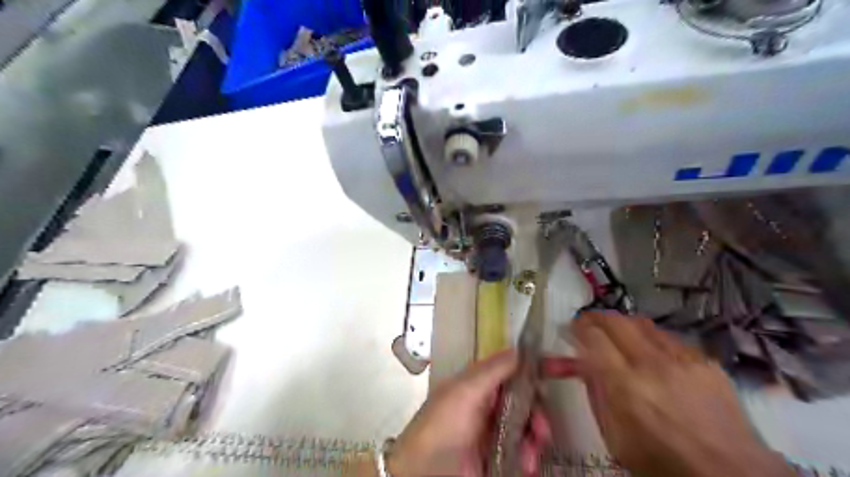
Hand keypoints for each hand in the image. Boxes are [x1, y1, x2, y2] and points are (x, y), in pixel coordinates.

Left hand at [387, 351, 554, 475]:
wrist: (427, 474)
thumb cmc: (442, 427)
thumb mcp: (464, 391)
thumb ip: (493, 369)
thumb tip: (520, 350)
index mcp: (479, 383)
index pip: (514, 367)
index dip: (539, 365)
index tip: (567, 367)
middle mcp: (490, 403)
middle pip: (528, 398)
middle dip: (539, 412)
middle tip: (541, 429)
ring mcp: (496, 430)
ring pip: (530, 425)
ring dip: (536, 438)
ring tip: (530, 453)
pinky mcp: (501, 456)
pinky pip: (526, 451)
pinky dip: (531, 457)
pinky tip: (525, 466)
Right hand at [571, 311, 796, 475]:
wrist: (731, 474)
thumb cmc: (663, 462)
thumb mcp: (615, 438)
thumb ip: (596, 395)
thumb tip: (584, 365)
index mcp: (625, 387)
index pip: (594, 338)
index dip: (579, 328)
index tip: (572, 328)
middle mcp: (652, 365)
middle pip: (616, 321)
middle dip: (596, 317)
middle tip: (587, 322)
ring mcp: (682, 360)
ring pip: (642, 323)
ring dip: (622, 323)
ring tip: (615, 331)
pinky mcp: (705, 361)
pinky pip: (668, 337)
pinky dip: (650, 337)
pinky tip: (649, 349)